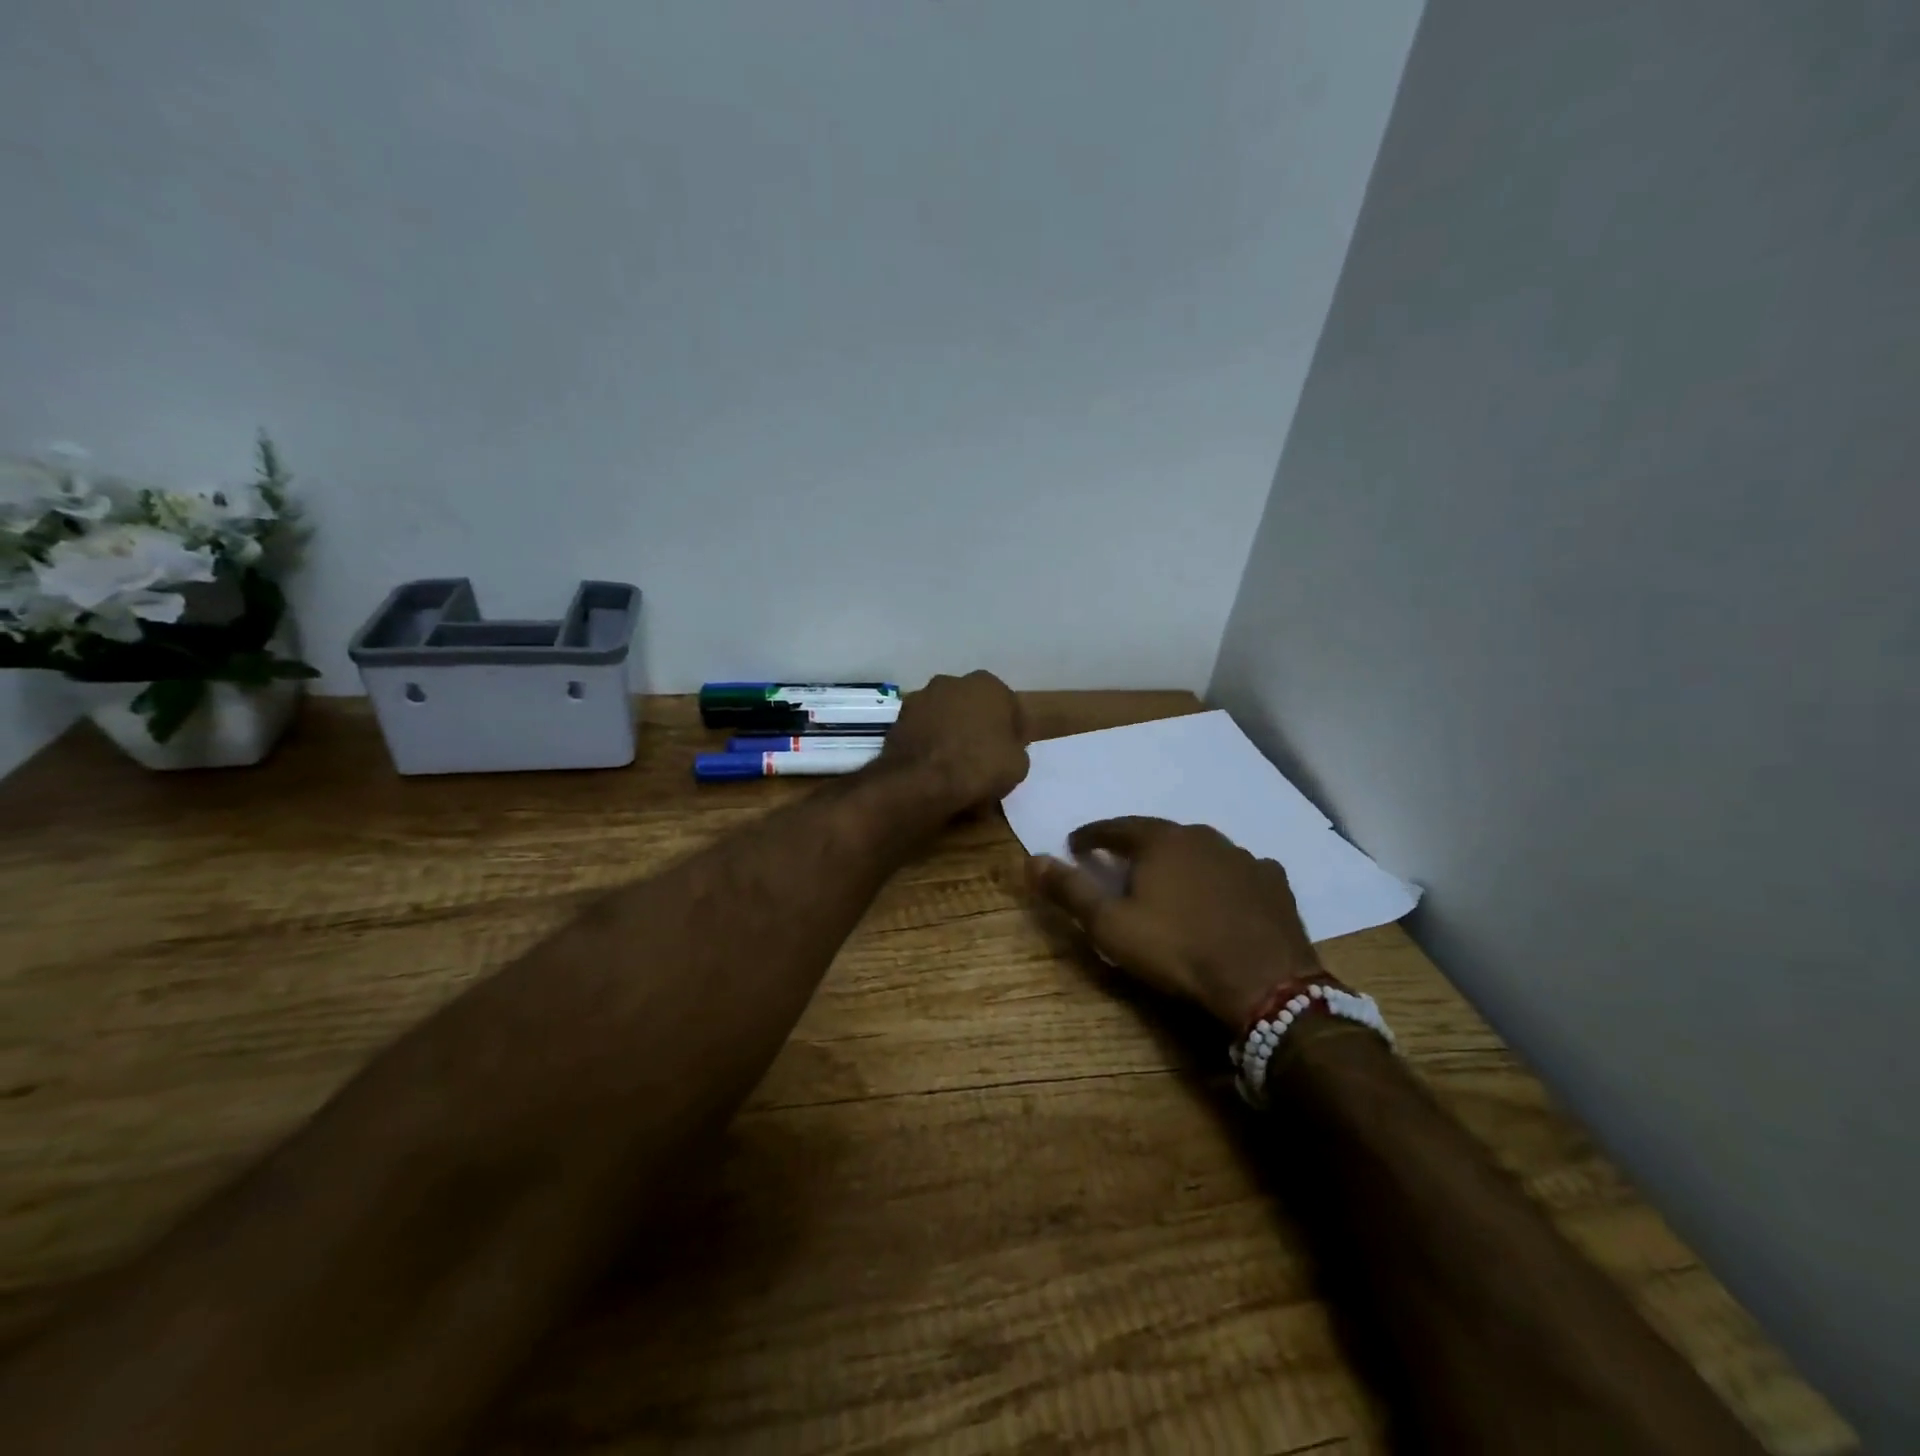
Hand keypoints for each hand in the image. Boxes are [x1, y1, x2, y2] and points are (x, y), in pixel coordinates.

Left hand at [879, 671, 1028, 809]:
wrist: (921, 782)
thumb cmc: (978, 766)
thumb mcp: (1018, 764)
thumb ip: (1014, 747)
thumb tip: (1004, 747)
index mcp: (988, 685)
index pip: (1008, 706)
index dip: (1011, 730)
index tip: (1010, 751)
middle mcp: (953, 681)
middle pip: (973, 705)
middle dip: (978, 724)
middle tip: (982, 755)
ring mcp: (921, 697)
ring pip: (945, 715)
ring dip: (950, 730)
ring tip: (953, 763)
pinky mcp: (899, 718)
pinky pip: (923, 730)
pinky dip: (929, 742)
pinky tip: (932, 765)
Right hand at [1029, 817, 1319, 1027]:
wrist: (1264, 984)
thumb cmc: (1177, 950)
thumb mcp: (1111, 925)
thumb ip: (1070, 891)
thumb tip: (1031, 859)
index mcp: (1161, 841)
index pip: (1115, 828)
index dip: (1091, 836)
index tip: (1075, 844)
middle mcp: (1203, 837)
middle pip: (1159, 835)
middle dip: (1136, 847)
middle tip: (1120, 864)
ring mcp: (1244, 858)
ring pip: (1201, 851)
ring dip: (1181, 861)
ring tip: (1170, 882)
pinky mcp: (1274, 883)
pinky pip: (1239, 871)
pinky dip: (1223, 878)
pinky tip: (1223, 894)